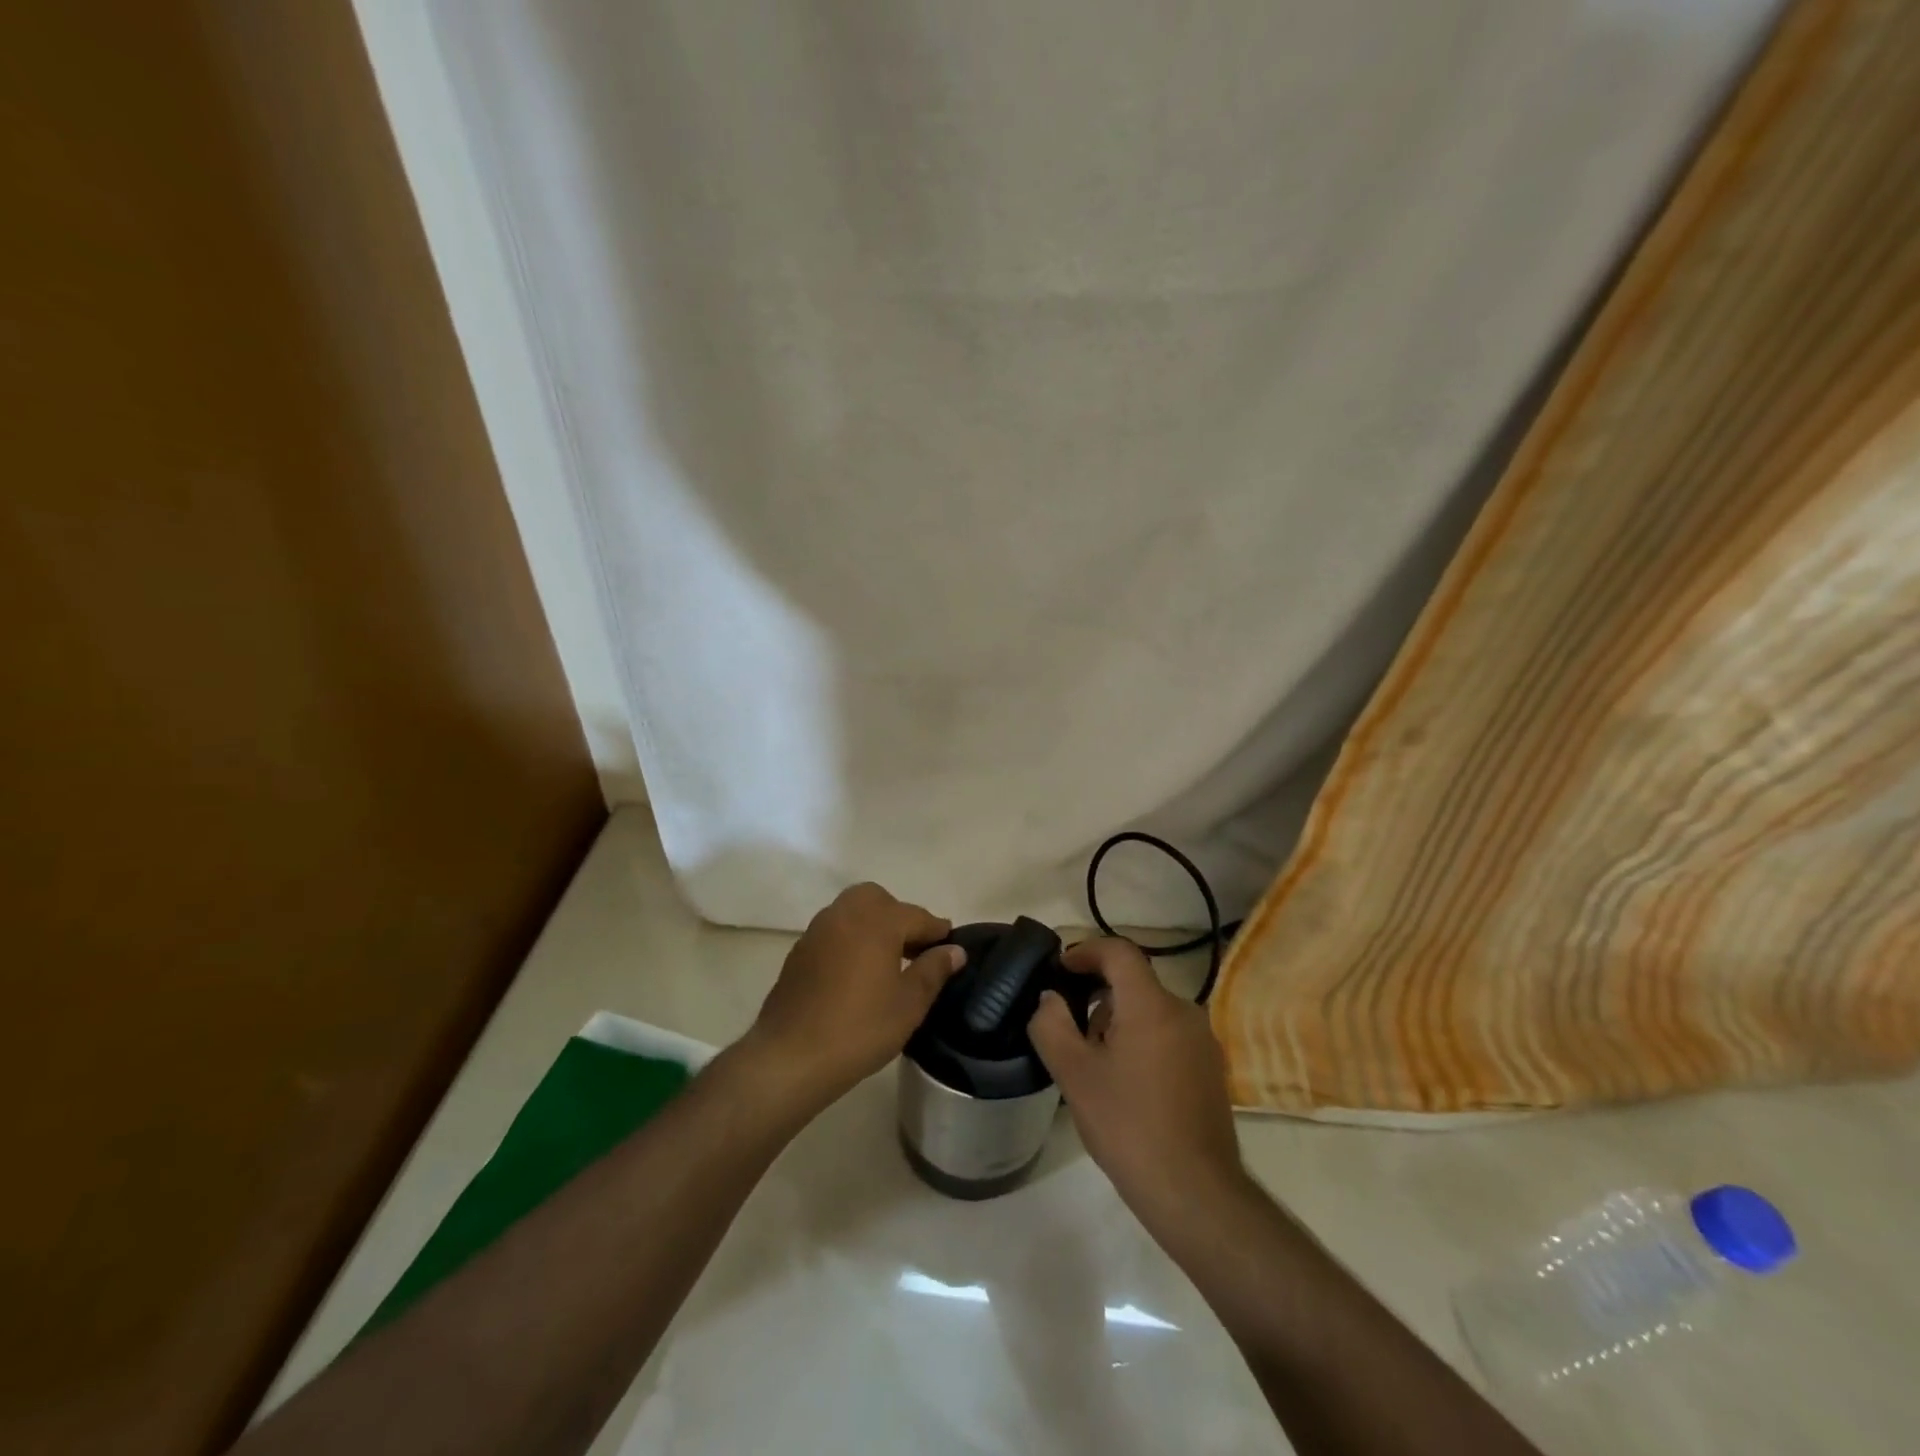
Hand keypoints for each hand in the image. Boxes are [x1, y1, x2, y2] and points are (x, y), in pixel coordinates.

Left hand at [743, 882, 964, 1111]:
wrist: (791, 1056)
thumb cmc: (860, 1028)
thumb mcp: (909, 1003)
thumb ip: (934, 970)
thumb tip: (954, 950)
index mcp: (878, 920)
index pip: (918, 916)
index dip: (937, 932)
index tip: (950, 947)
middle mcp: (846, 913)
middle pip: (880, 900)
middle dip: (900, 917)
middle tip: (914, 950)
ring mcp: (818, 929)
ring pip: (853, 911)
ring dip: (873, 926)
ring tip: (887, 962)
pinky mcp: (800, 950)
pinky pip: (834, 931)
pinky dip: (851, 940)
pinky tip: (857, 973)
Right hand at [1028, 938, 1243, 1222]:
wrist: (1195, 1193)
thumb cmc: (1128, 1127)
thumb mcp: (1074, 1075)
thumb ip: (1051, 1026)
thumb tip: (1049, 998)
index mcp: (1151, 1004)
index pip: (1119, 951)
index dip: (1086, 951)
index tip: (1061, 969)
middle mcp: (1183, 1011)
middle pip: (1134, 981)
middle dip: (1097, 995)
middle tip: (1069, 1028)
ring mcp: (1202, 1041)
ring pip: (1151, 1010)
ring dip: (1119, 1020)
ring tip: (1094, 1062)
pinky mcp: (1210, 1068)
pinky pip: (1168, 1034)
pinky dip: (1142, 1040)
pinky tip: (1126, 1083)